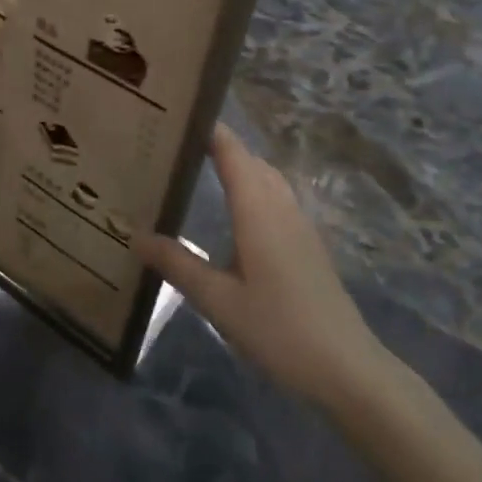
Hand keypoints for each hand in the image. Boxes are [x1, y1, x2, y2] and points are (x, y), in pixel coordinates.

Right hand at [136, 124, 383, 407]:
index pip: (233, 154)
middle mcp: (281, 208)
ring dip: (239, 166)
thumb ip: (177, 264)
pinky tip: (236, 212)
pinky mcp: (308, 245)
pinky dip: (253, 188)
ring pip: (268, 179)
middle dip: (220, 145)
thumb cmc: (278, 329)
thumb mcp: (218, 301)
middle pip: (251, 161)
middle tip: (177, 143)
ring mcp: (300, 225)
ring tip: (200, 168)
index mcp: (258, 211)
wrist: (345, 367)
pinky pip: (277, 198)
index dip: (210, 130)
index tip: (178, 114)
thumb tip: (136, 235)